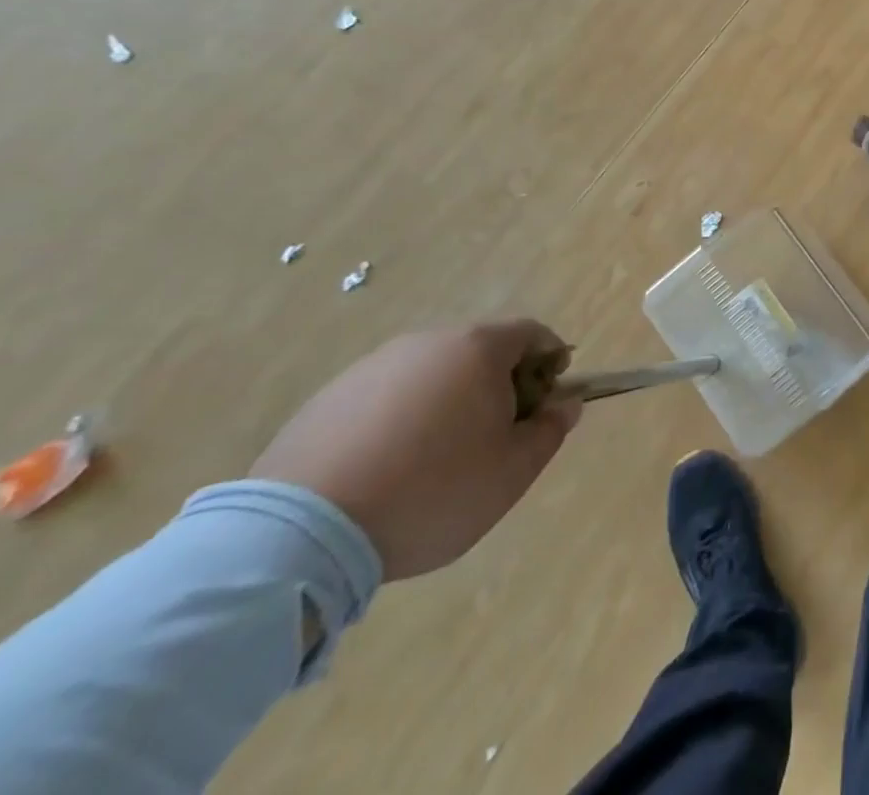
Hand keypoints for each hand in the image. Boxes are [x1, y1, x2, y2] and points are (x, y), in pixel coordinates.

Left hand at [251, 321, 579, 580]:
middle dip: (500, 384)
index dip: (550, 361)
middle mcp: (427, 342)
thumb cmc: (432, 491)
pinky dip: (402, 420)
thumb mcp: (512, 472)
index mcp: (477, 348)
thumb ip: (550, 431)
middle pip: (480, 351)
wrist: (302, 533)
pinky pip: (386, 398)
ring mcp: (372, 367)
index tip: (548, 400)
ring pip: (432, 374)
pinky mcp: (328, 399)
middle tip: (497, 436)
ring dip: (449, 402)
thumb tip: (566, 404)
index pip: (531, 333)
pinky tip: (389, 469)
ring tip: (438, 460)